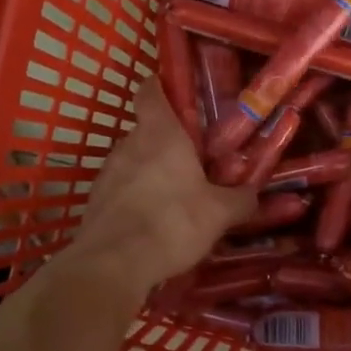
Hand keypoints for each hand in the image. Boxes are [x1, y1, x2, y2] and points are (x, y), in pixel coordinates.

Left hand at [68, 78, 254, 295]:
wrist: (113, 264)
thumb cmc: (172, 223)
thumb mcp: (219, 213)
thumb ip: (240, 200)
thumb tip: (254, 194)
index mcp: (160, 133)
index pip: (150, 90)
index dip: (162, 86)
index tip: (178, 95)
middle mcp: (128, 144)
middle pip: (147, 130)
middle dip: (168, 143)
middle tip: (194, 161)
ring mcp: (107, 173)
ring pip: (133, 161)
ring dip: (152, 172)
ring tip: (176, 197)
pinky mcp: (95, 201)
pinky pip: (121, 190)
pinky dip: (136, 198)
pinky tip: (154, 222)